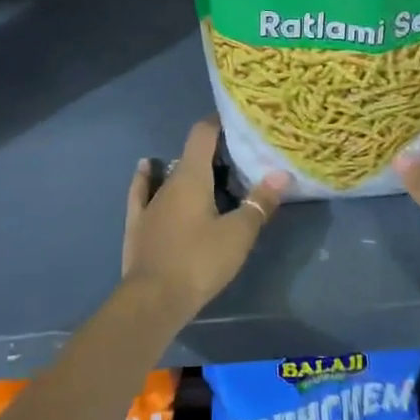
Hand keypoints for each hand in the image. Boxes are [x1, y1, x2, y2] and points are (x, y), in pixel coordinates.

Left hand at [121, 118, 289, 326]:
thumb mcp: (238, 234)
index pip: (203, 133)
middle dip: (215, 152)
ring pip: (172, 175)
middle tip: (240, 157)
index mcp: (192, 177)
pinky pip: (143, 192)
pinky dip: (147, 178)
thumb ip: (259, 202)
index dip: (219, 121)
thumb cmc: (198, 261)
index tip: (238, 119)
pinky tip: (147, 168)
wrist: (152, 300)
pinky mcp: (138, 224)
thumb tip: (281, 174)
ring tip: (212, 172)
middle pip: (192, 155)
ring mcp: (150, 203)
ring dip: (190, 170)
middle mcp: (168, 182)